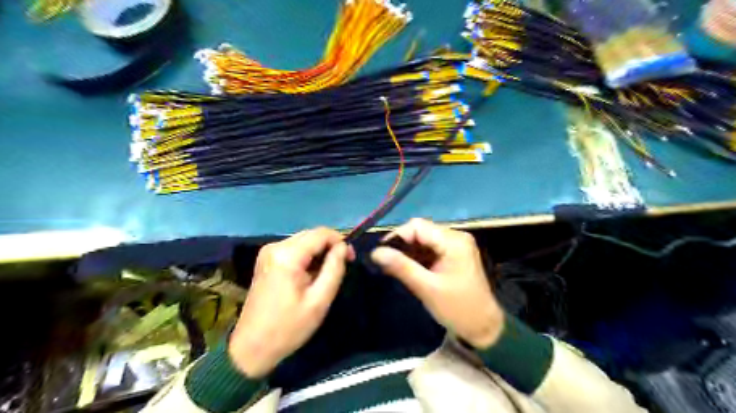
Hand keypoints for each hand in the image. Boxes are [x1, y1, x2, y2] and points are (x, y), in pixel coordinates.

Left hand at [229, 227, 355, 378]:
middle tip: (343, 265)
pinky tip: (311, 275)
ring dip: (319, 252)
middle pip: (311, 234)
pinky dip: (307, 257)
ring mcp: (267, 252)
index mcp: (287, 255)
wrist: (251, 348)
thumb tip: (344, 247)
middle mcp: (275, 247)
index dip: (340, 241)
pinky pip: (294, 249)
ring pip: (303, 241)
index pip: (321, 233)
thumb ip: (334, 269)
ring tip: (327, 273)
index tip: (351, 259)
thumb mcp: (319, 300)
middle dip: (330, 246)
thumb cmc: (288, 327)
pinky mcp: (266, 260)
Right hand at [371, 218, 503, 349]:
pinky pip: (430, 249)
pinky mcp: (453, 255)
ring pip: (423, 240)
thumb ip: (401, 267)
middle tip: (386, 263)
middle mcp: (455, 237)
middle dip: (402, 245)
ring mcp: (456, 245)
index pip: (417, 226)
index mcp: (453, 241)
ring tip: (393, 268)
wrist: (484, 328)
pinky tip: (407, 269)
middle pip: (420, 231)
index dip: (397, 236)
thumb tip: (375, 252)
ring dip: (408, 252)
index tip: (381, 254)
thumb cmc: (458, 309)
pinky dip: (417, 257)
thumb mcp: (427, 288)